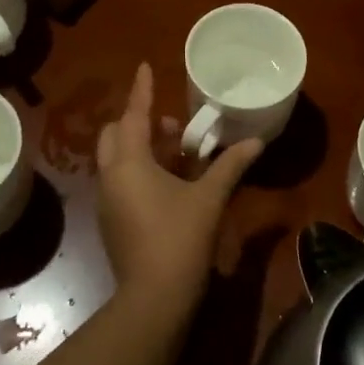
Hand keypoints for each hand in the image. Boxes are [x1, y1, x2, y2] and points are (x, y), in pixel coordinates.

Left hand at [96, 63, 261, 319]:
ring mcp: (107, 200)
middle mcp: (110, 176)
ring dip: (141, 147)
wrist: (153, 298)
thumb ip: (230, 166)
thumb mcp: (209, 198)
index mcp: (129, 163)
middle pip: (116, 134)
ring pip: (117, 158)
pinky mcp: (110, 220)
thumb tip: (256, 143)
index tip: (144, 66)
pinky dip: (138, 169)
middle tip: (176, 130)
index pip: (134, 115)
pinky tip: (169, 183)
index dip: (142, 90)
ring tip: (179, 155)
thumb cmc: (180, 239)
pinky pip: (120, 179)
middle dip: (141, 123)